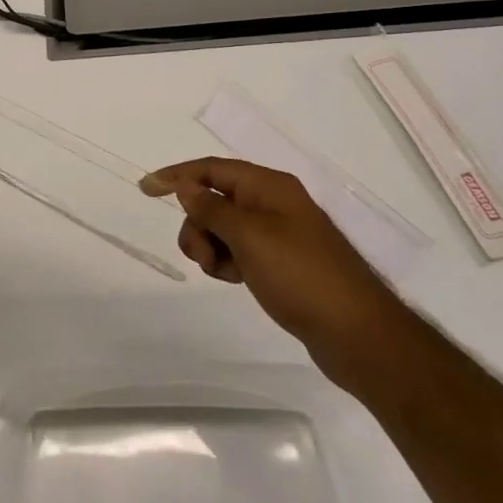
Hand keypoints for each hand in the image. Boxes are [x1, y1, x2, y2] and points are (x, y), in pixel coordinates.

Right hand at [142, 157, 398, 378]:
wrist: (357, 334)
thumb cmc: (301, 275)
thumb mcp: (249, 236)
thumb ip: (212, 207)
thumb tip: (187, 187)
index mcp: (269, 186)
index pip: (212, 169)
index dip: (176, 175)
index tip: (145, 189)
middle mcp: (272, 203)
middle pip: (213, 200)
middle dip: (198, 224)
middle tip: (203, 255)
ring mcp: (278, 234)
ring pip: (222, 228)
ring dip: (210, 247)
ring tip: (224, 273)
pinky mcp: (280, 262)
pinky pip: (237, 251)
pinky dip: (227, 262)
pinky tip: (236, 281)